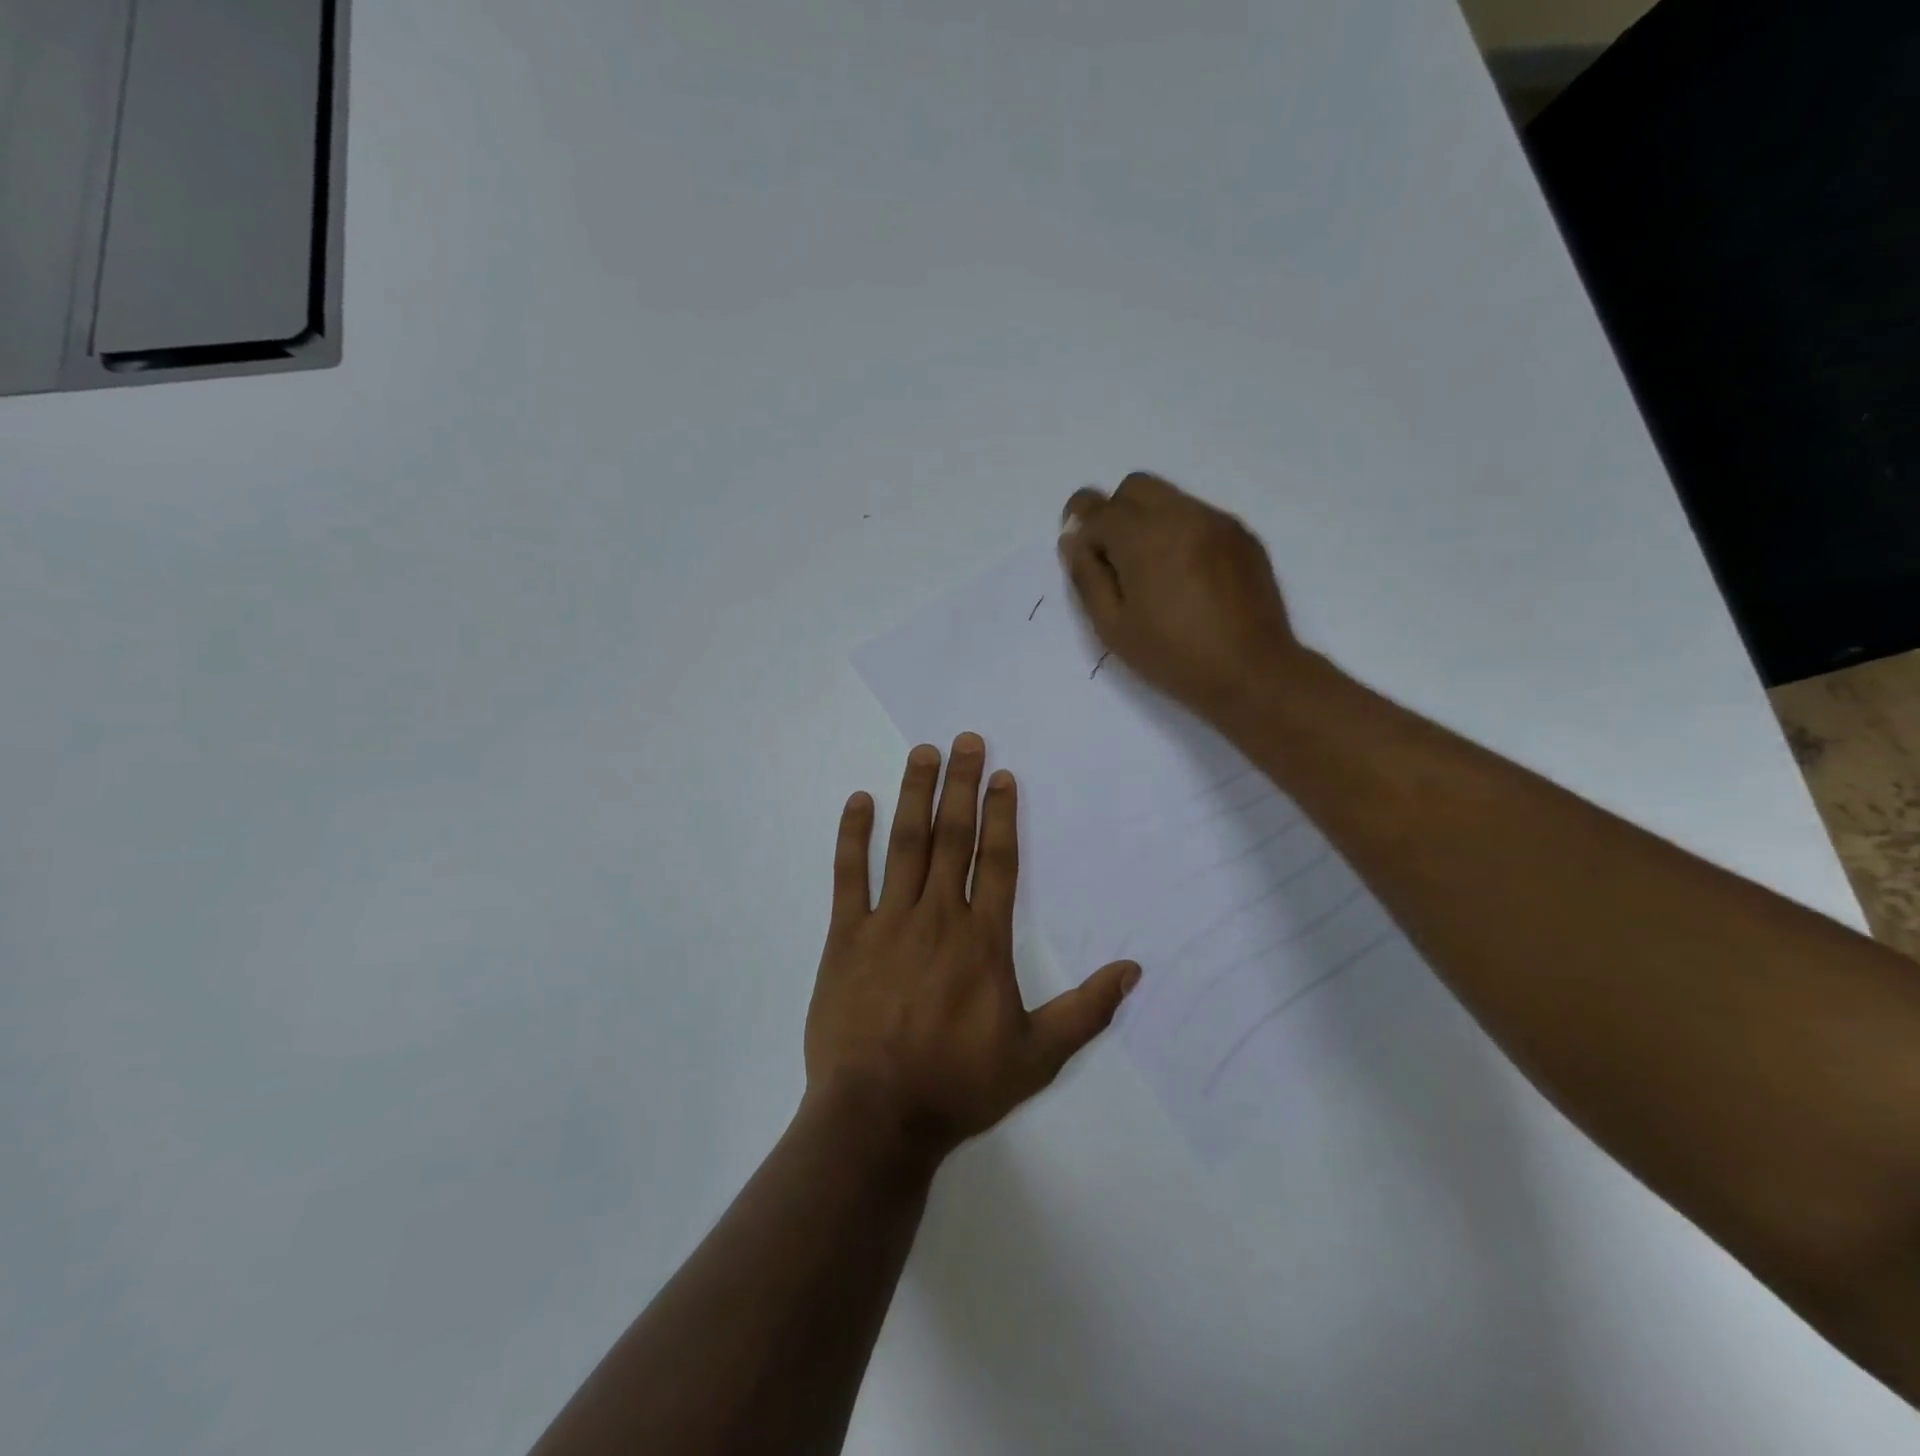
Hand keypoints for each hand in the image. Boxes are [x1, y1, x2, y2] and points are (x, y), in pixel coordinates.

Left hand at [805, 735, 1139, 1160]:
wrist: (878, 1115)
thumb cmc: (959, 1084)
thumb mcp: (1036, 1056)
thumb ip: (1087, 1011)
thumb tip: (1134, 970)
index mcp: (983, 939)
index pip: (997, 861)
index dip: (1002, 814)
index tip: (1002, 775)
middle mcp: (938, 916)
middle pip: (954, 836)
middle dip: (961, 785)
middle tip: (966, 740)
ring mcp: (888, 922)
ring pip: (906, 844)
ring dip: (915, 794)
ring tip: (923, 753)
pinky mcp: (846, 936)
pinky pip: (849, 876)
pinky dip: (854, 836)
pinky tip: (859, 801)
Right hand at [1059, 473, 1302, 721]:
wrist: (1252, 672)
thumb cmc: (1173, 657)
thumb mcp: (1113, 627)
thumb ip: (1088, 577)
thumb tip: (1073, 541)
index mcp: (1145, 538)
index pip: (1099, 507)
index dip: (1080, 521)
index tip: (1077, 544)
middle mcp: (1182, 515)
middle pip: (1135, 487)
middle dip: (1115, 513)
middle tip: (1113, 558)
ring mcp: (1218, 522)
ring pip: (1169, 499)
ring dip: (1148, 522)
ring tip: (1152, 573)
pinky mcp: (1242, 536)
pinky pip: (1199, 517)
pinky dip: (1180, 533)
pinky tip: (1185, 577)